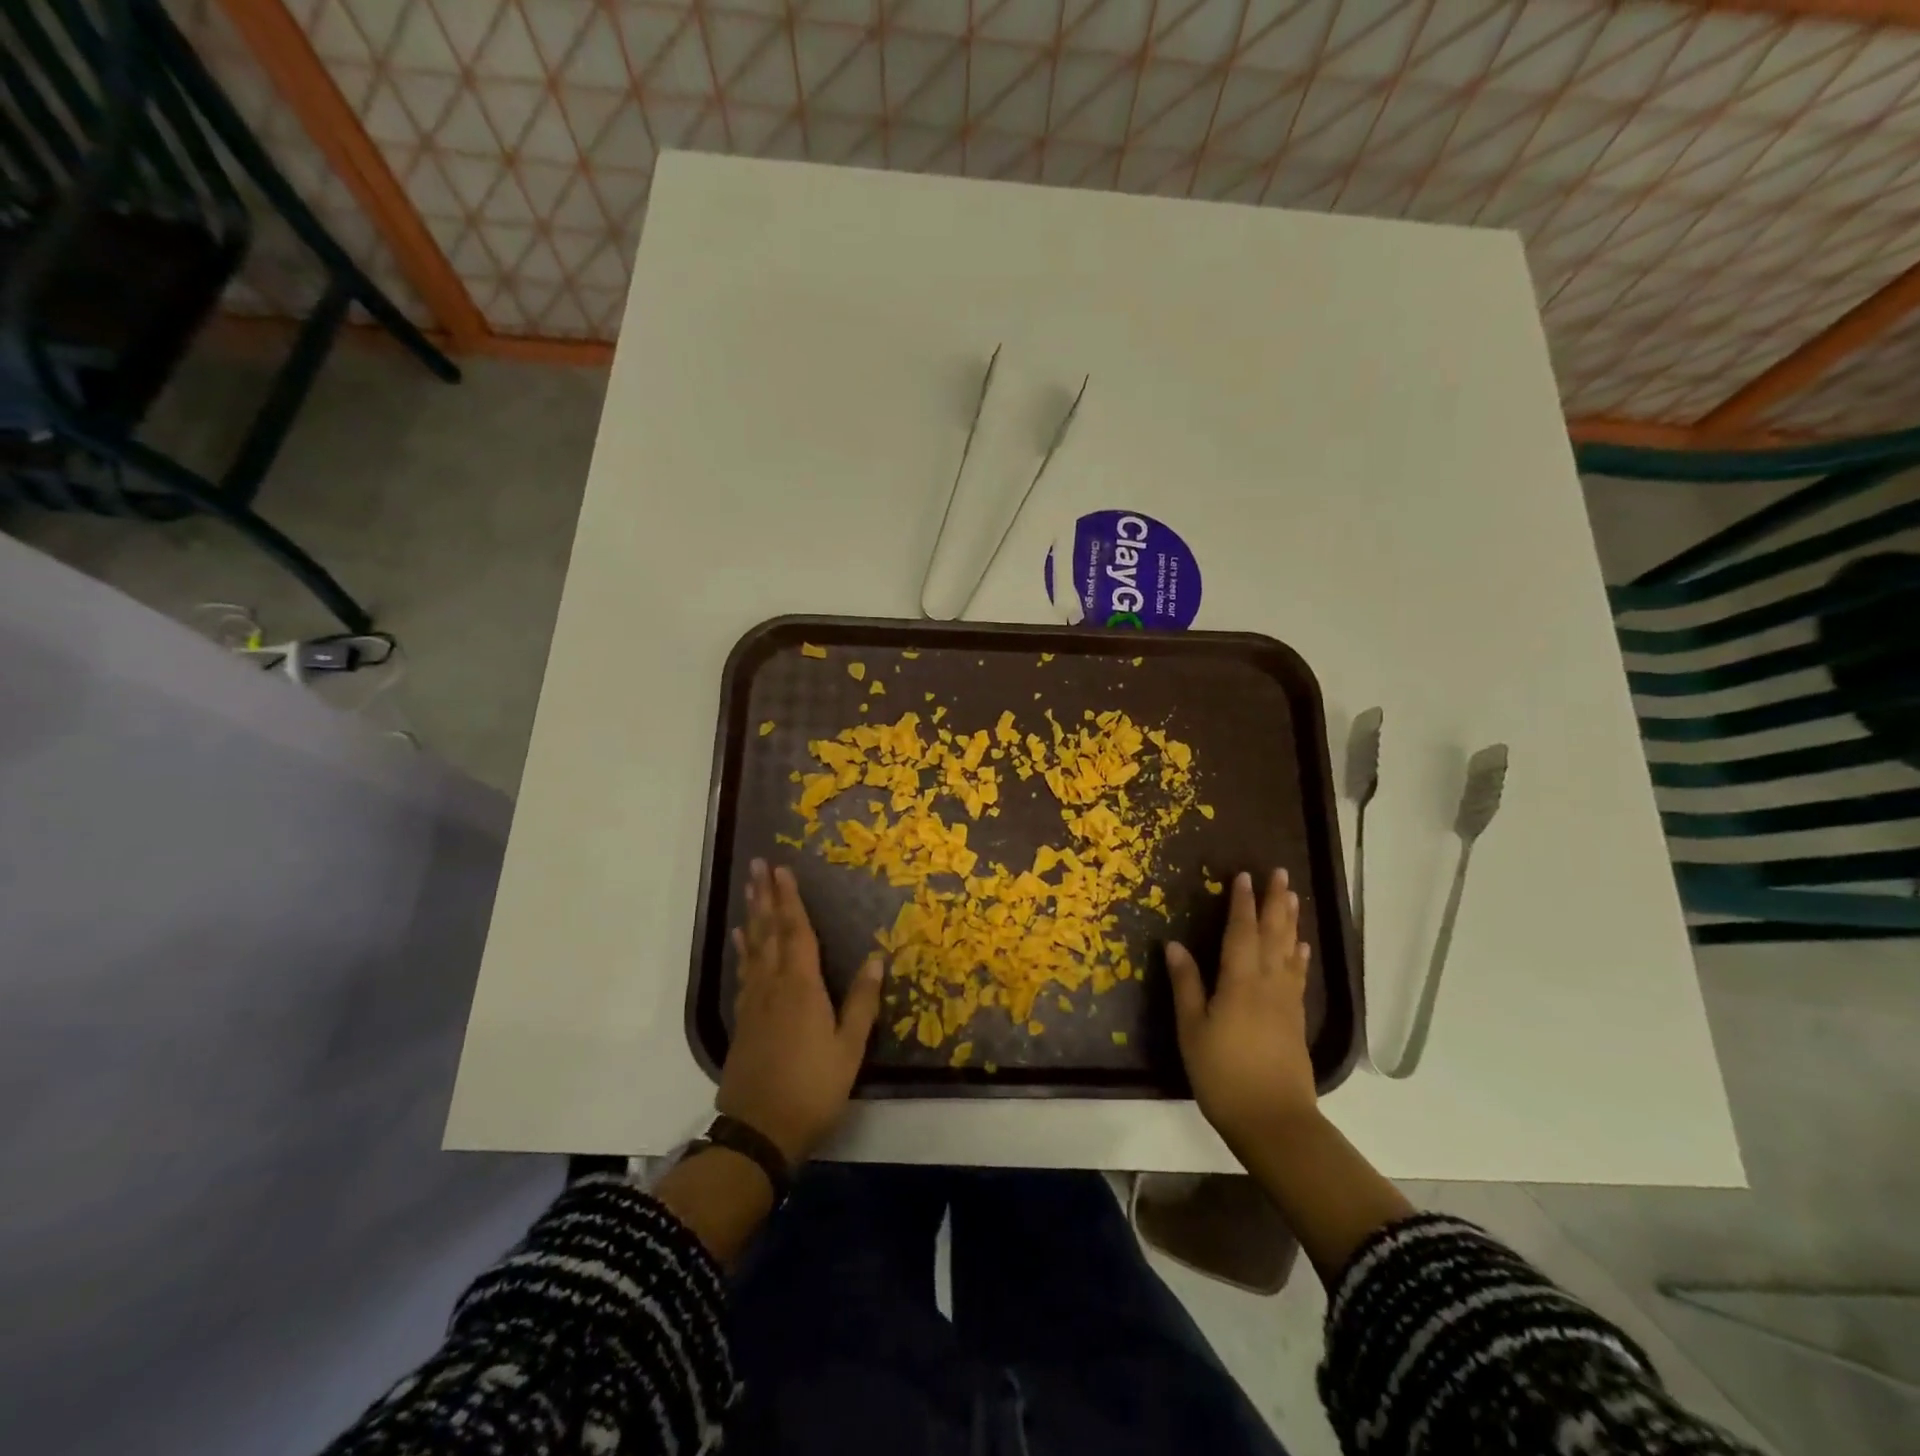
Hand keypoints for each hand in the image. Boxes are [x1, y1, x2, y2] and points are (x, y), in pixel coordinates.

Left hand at [717, 859, 882, 1165]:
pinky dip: (742, 950)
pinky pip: (744, 972)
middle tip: (757, 865)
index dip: (790, 899)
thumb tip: (876, 958)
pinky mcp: (743, 1019)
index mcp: (802, 988)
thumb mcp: (849, 1049)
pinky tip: (740, 939)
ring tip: (749, 890)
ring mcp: (754, 1002)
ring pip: (753, 947)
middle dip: (765, 896)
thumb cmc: (813, 1088)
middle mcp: (774, 986)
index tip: (782, 870)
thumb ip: (862, 1002)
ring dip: (752, 915)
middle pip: (769, 932)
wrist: (759, 1131)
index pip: (797, 932)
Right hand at [1167, 868, 1317, 1152]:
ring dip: (1290, 921)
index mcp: (1239, 981)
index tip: (1243, 875)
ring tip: (1292, 897)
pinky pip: (1298, 976)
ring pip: (1289, 951)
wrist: (1273, 1120)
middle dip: (1274, 902)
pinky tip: (1301, 948)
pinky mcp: (1295, 1020)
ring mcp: (1286, 1001)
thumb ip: (1186, 984)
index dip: (1241, 902)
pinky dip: (1299, 957)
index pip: (1241, 931)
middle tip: (1280, 873)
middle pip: (1273, 934)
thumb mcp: (1192, 1029)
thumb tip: (1174, 944)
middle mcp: (1267, 983)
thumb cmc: (1223, 1073)